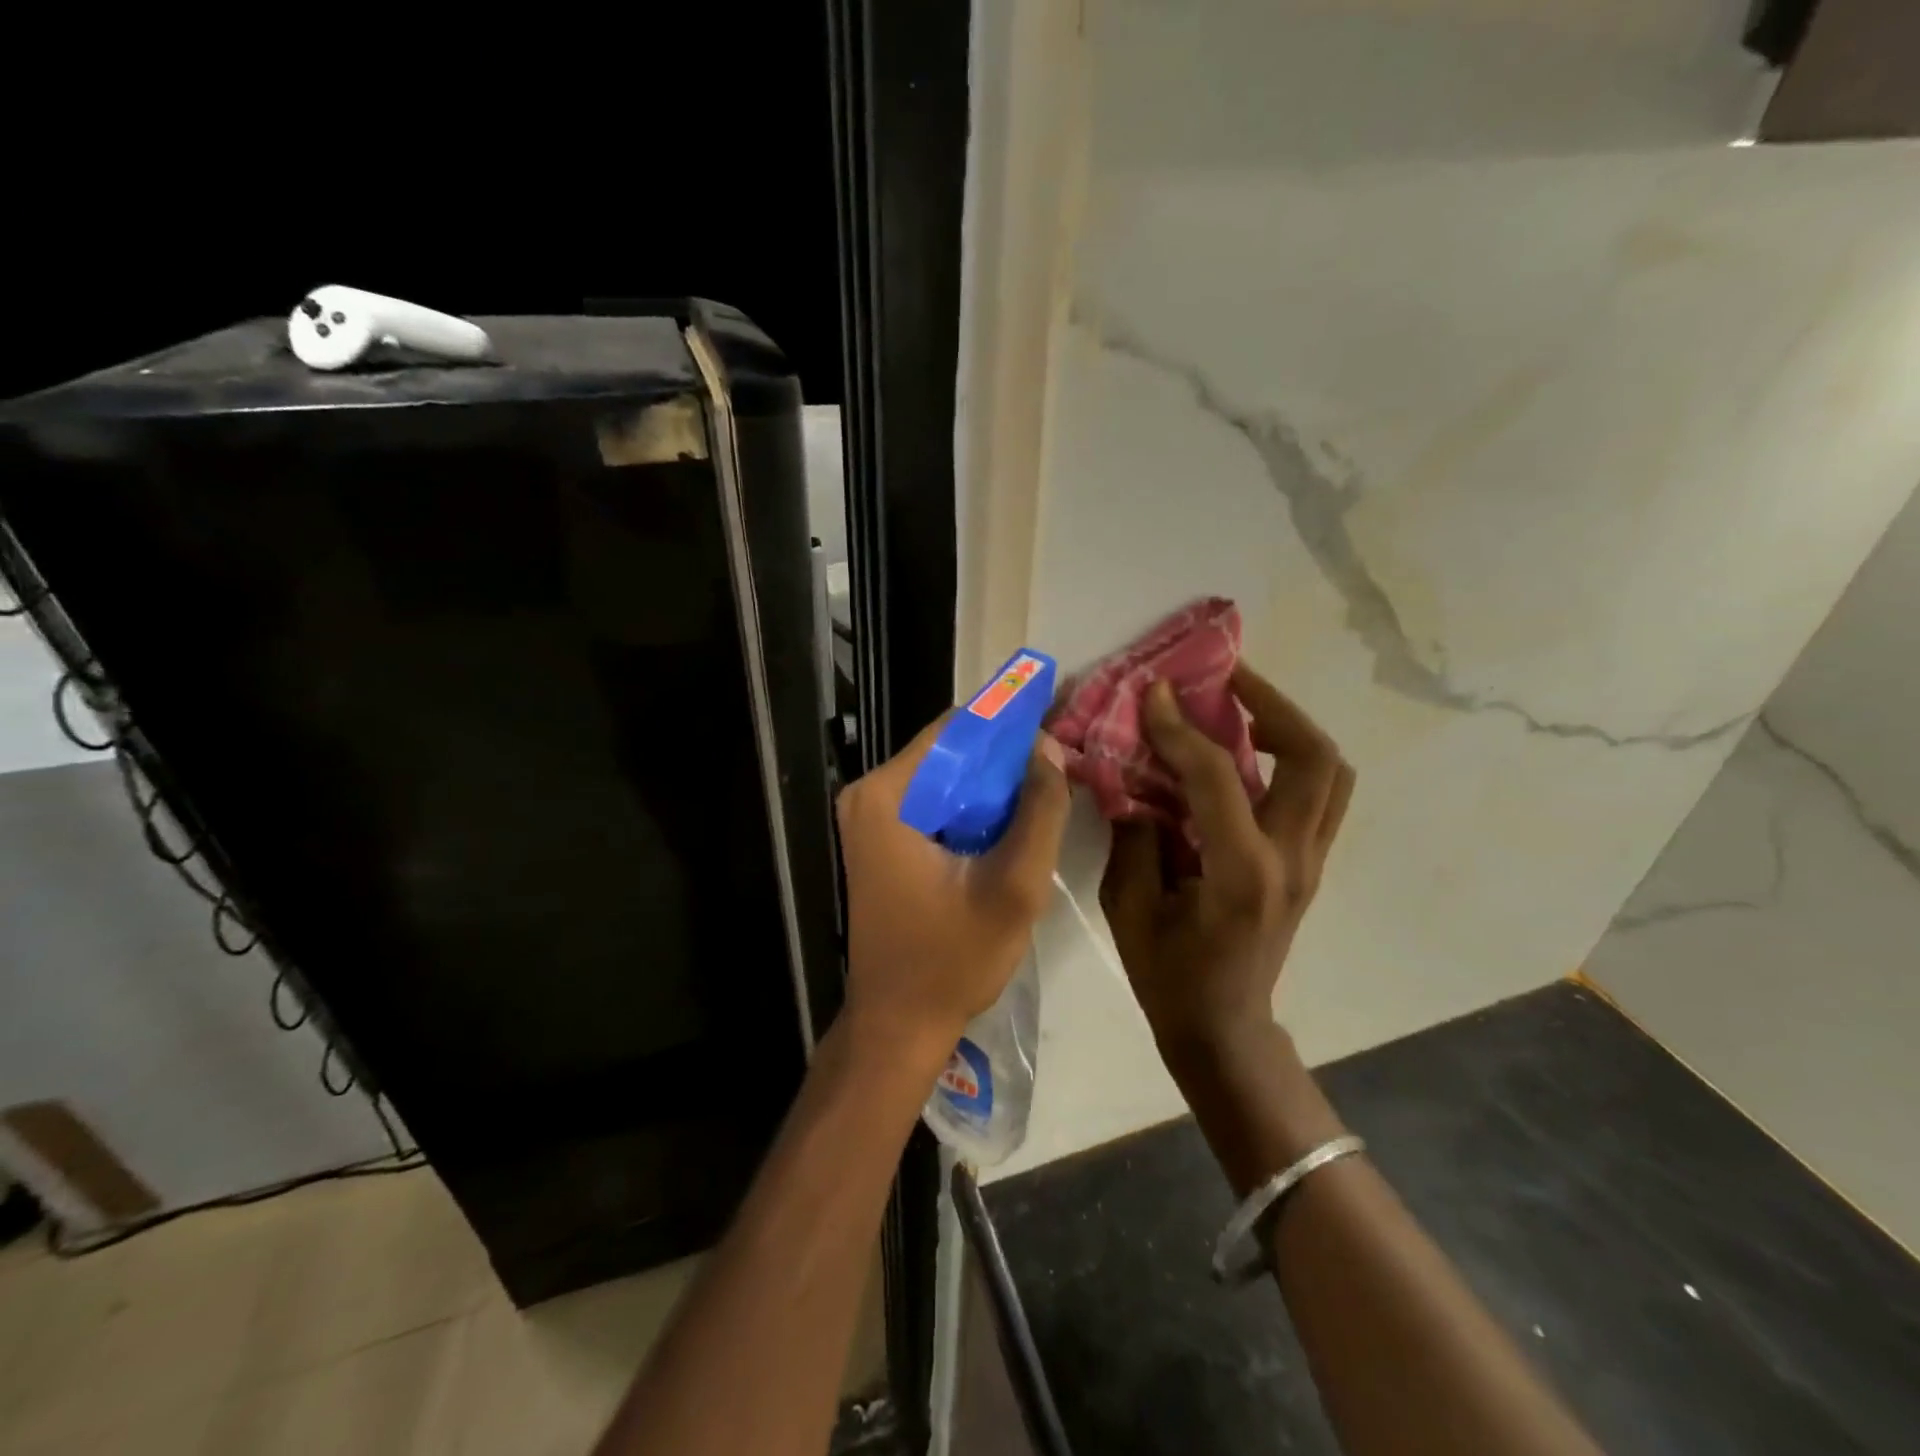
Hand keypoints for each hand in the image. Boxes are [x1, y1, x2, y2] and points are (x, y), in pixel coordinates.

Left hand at [836, 718, 1071, 1063]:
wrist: (899, 1024)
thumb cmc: (953, 959)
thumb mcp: (1014, 886)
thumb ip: (1040, 811)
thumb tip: (1049, 748)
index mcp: (888, 794)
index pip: (956, 729)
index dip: (1009, 724)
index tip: (1055, 728)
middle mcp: (869, 794)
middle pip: (950, 752)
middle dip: (1004, 760)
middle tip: (1057, 772)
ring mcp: (870, 818)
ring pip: (946, 778)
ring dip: (992, 786)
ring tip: (1043, 798)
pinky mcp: (880, 839)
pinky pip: (935, 804)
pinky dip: (972, 809)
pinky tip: (1009, 826)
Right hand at [1100, 664, 1354, 1075]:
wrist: (1224, 1027)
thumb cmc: (1169, 975)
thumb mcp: (1129, 907)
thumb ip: (1135, 836)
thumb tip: (1136, 781)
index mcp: (1241, 874)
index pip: (1217, 777)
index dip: (1181, 728)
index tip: (1155, 692)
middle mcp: (1291, 860)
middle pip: (1314, 758)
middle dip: (1271, 705)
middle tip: (1225, 680)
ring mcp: (1310, 861)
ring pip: (1331, 771)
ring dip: (1290, 727)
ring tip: (1242, 707)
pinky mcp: (1309, 863)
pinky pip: (1319, 793)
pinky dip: (1290, 758)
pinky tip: (1246, 752)